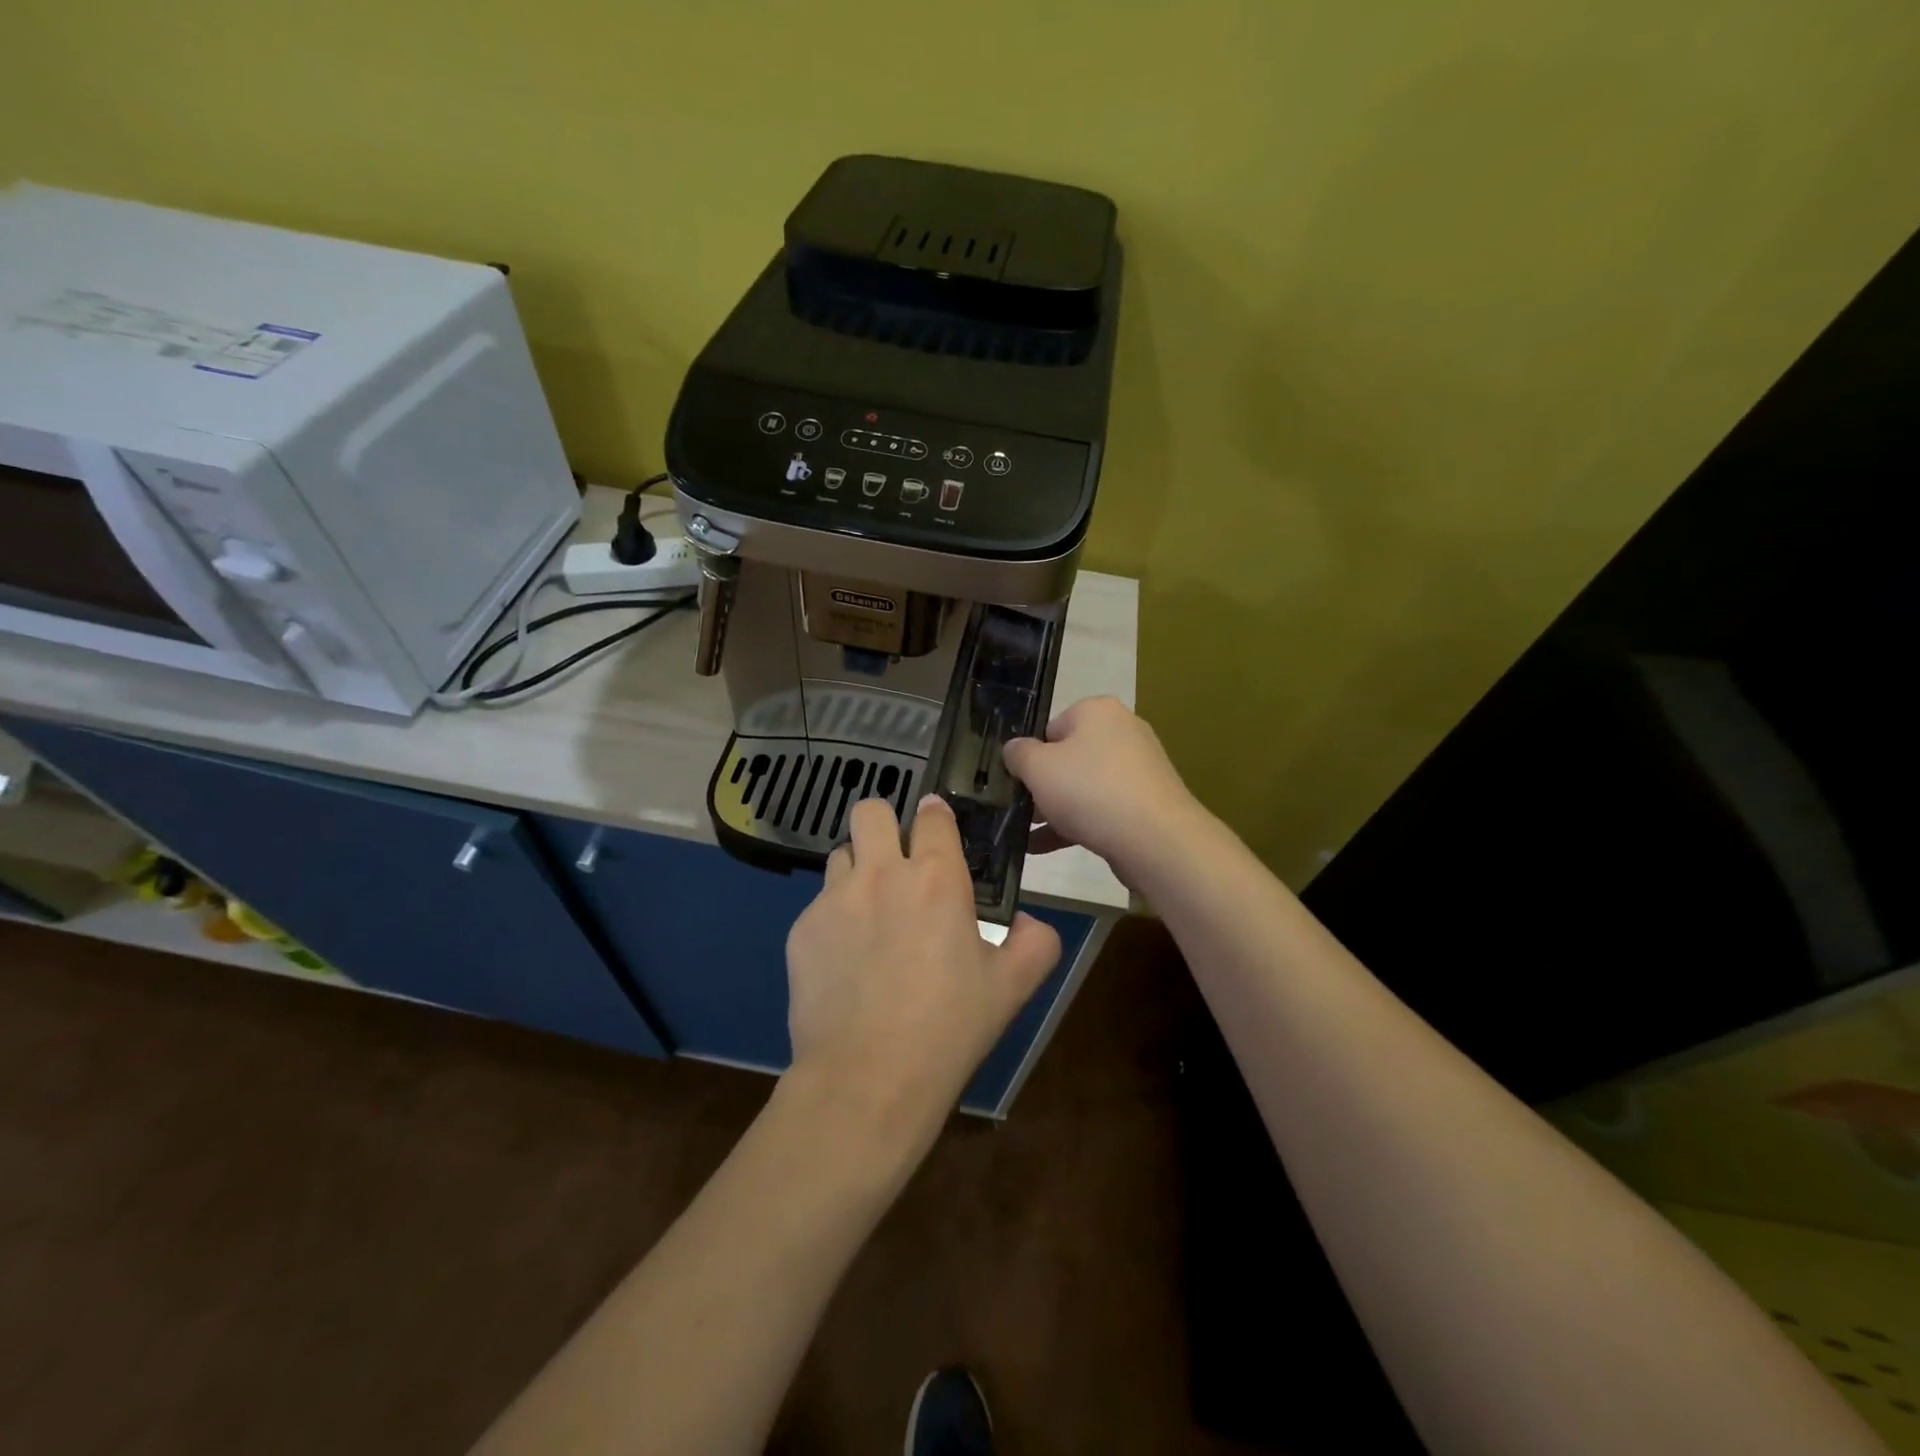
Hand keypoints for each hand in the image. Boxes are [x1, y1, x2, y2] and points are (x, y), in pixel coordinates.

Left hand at [783, 794, 1061, 1150]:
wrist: (867, 1079)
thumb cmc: (947, 1030)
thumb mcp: (1011, 989)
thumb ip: (1035, 944)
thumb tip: (1030, 922)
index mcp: (937, 879)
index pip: (932, 815)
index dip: (937, 817)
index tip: (938, 831)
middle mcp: (882, 874)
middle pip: (871, 811)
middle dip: (885, 824)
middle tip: (897, 860)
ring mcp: (834, 899)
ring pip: (841, 854)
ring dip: (858, 869)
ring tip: (870, 910)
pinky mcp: (801, 929)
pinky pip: (819, 903)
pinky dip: (834, 917)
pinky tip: (845, 959)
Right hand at [1003, 696, 1205, 883]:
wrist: (1155, 839)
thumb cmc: (1090, 790)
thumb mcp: (1038, 768)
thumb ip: (1018, 754)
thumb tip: (1014, 749)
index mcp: (1098, 711)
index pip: (1051, 727)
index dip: (1030, 755)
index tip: (1017, 781)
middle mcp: (1122, 732)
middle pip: (1068, 757)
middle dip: (1042, 786)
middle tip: (1021, 810)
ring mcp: (1138, 769)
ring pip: (1084, 787)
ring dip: (1055, 810)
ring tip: (1027, 835)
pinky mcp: (1147, 803)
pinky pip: (1102, 809)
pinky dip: (1075, 825)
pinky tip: (1043, 849)